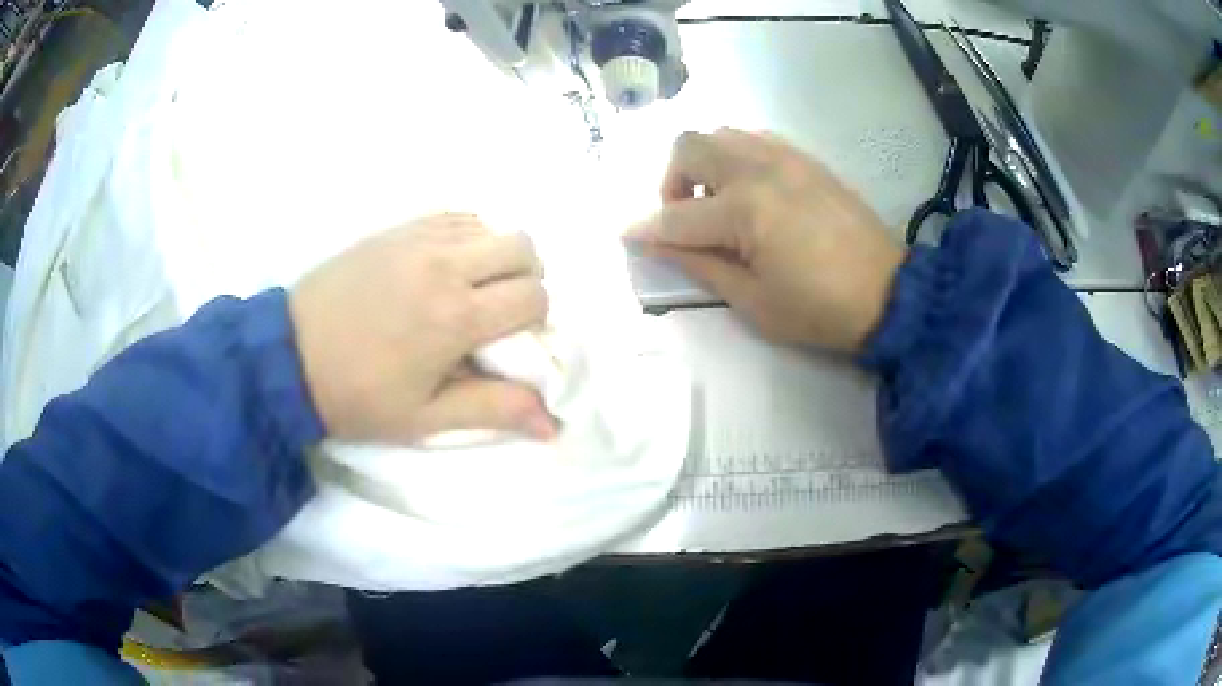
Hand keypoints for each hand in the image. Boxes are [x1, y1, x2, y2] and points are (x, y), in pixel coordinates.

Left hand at [290, 214, 554, 442]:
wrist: (289, 357)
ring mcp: (418, 239)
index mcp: (455, 317)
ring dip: (496, 256)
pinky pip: (455, 217)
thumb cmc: (357, 397)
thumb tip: (553, 424)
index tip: (510, 340)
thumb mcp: (425, 418)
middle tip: (499, 311)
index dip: (535, 319)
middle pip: (524, 247)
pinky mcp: (396, 229)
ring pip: (491, 226)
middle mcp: (445, 265)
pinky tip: (445, 267)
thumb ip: (493, 410)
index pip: (534, 296)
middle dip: (527, 279)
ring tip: (470, 289)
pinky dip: (467, 238)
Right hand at [627, 129, 905, 352]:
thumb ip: (700, 265)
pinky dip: (736, 156)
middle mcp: (759, 169)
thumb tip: (657, 244)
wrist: (889, 294)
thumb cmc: (819, 310)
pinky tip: (749, 189)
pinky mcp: (806, 159)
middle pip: (689, 147)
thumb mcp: (753, 302)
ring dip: (703, 163)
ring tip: (718, 202)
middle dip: (671, 181)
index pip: (677, 216)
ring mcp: (786, 157)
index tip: (626, 236)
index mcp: (745, 210)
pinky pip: (755, 138)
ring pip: (720, 134)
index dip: (646, 229)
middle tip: (684, 217)